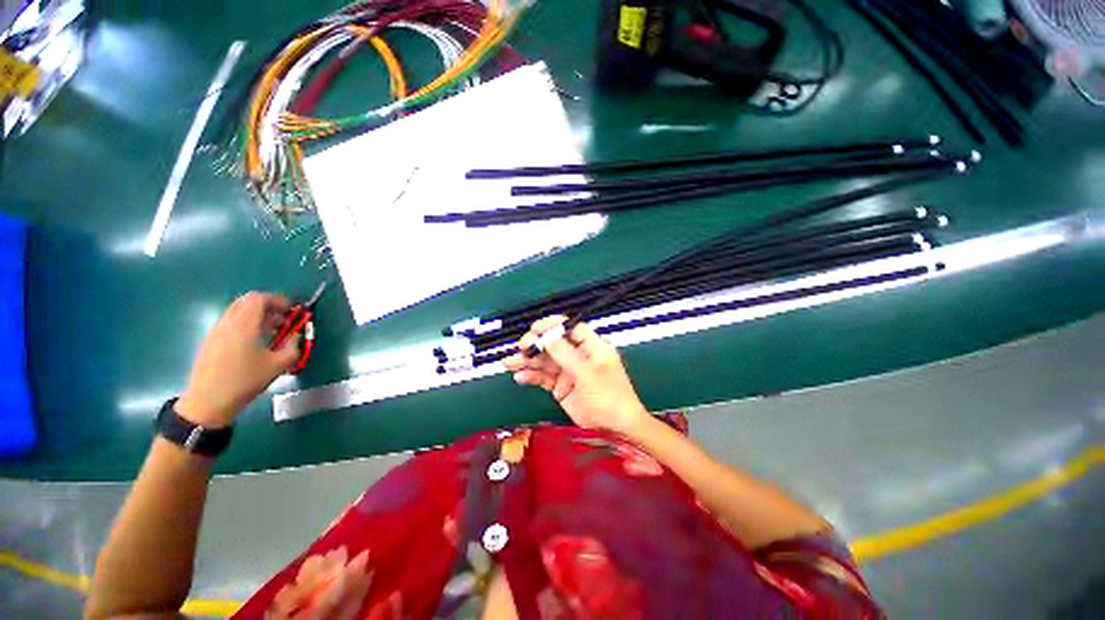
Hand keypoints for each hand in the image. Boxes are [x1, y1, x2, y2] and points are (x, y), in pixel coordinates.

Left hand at [176, 292, 300, 426]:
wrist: (208, 402)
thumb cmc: (245, 381)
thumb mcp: (278, 365)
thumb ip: (292, 346)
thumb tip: (295, 335)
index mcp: (244, 325)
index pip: (259, 298)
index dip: (278, 300)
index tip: (292, 311)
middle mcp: (227, 323)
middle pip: (247, 301)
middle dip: (268, 306)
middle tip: (283, 319)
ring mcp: (215, 331)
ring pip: (238, 312)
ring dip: (257, 316)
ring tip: (272, 332)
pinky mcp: (210, 341)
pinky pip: (231, 323)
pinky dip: (247, 324)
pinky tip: (255, 342)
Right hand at [504, 316, 649, 434]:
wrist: (614, 429)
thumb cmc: (610, 396)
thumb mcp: (588, 372)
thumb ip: (566, 353)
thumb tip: (547, 335)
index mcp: (591, 346)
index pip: (569, 328)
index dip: (552, 326)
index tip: (535, 328)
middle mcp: (578, 356)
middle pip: (553, 343)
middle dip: (535, 344)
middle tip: (522, 347)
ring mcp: (568, 371)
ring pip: (545, 361)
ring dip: (527, 361)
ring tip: (510, 362)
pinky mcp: (560, 387)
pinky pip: (543, 378)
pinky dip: (531, 376)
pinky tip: (520, 377)